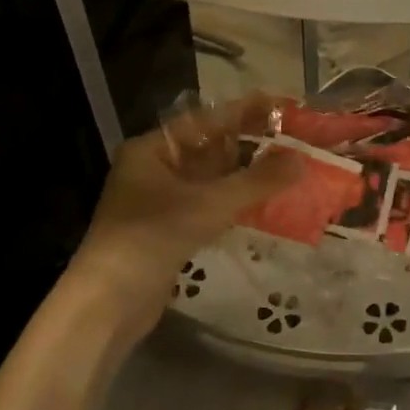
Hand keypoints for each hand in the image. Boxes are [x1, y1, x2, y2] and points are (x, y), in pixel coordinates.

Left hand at [79, 95, 299, 283]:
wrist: (109, 303)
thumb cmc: (152, 238)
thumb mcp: (209, 204)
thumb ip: (257, 181)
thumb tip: (300, 160)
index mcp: (152, 150)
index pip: (205, 120)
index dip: (245, 111)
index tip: (282, 105)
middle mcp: (155, 169)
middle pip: (209, 148)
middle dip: (250, 143)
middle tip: (293, 137)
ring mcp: (161, 202)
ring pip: (211, 179)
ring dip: (246, 174)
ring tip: (289, 165)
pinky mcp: (170, 231)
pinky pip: (209, 205)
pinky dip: (236, 200)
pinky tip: (266, 200)